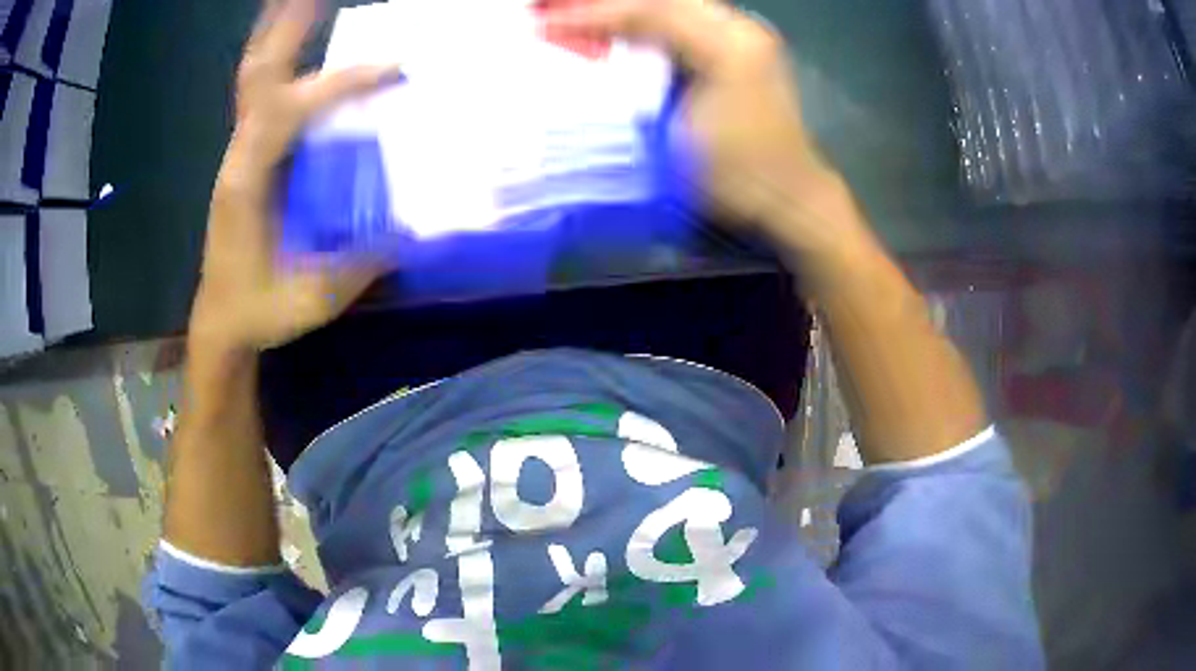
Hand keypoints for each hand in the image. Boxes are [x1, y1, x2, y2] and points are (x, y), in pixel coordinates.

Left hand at [190, 0, 401, 352]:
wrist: (220, 324)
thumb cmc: (258, 312)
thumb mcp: (313, 299)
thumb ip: (362, 262)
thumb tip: (414, 227)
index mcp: (248, 184)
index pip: (293, 111)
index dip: (341, 84)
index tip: (393, 70)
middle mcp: (239, 157)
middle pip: (257, 74)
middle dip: (286, 29)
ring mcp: (239, 154)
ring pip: (253, 79)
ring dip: (279, 36)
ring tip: (303, 2)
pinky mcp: (246, 159)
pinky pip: (260, 97)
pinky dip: (277, 61)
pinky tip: (297, 47)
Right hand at [541, 0, 845, 244]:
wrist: (790, 197)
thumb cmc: (737, 173)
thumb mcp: (682, 131)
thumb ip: (641, 81)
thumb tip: (593, 52)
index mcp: (727, 43)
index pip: (651, 10)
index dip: (594, 13)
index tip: (547, 23)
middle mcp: (737, 26)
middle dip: (606, 4)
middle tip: (557, 12)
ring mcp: (743, 35)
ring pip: (672, 5)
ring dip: (625, 8)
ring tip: (580, 16)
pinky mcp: (741, 48)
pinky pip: (684, 19)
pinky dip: (645, 20)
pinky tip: (618, 28)